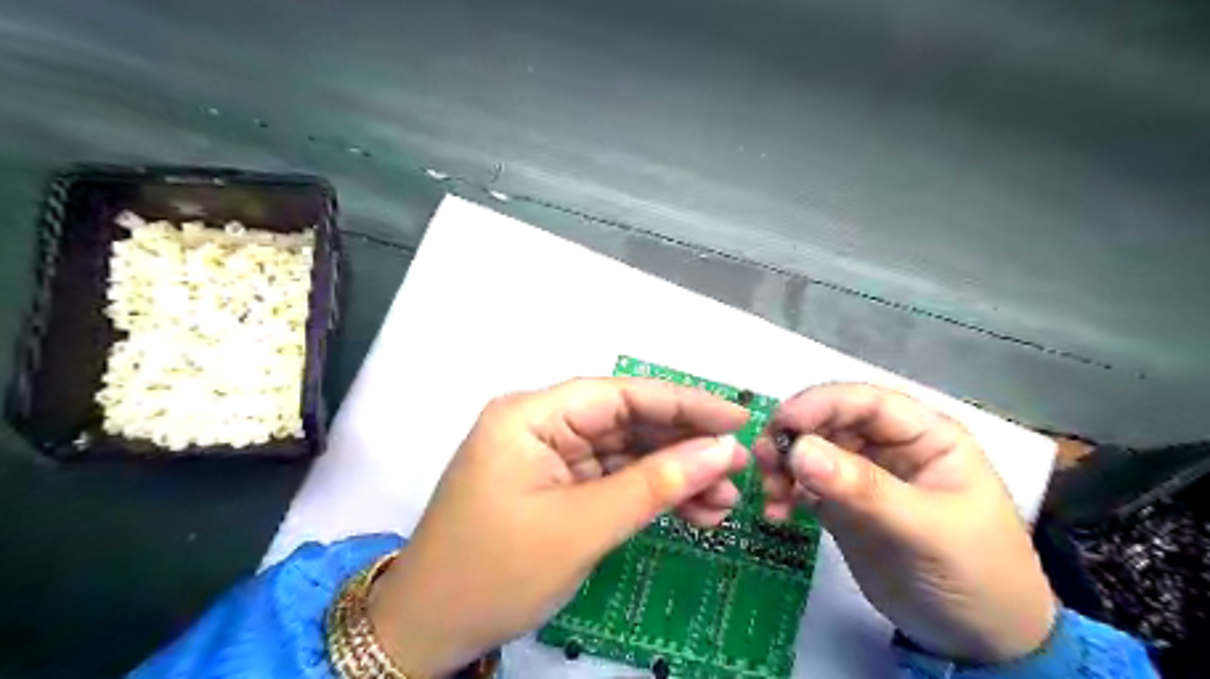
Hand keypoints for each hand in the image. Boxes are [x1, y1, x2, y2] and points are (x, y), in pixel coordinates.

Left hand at [369, 377, 753, 674]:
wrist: (429, 631)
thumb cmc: (495, 572)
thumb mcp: (582, 528)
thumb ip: (654, 485)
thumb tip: (722, 453)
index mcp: (531, 415)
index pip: (620, 394)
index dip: (683, 403)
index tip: (737, 419)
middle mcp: (541, 424)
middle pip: (626, 422)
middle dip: (683, 446)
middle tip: (738, 466)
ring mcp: (549, 456)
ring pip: (626, 453)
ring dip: (673, 475)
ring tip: (724, 501)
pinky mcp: (557, 485)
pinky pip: (613, 479)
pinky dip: (650, 494)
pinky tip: (692, 511)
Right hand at [752, 384, 1055, 664]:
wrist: (979, 643)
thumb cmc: (975, 575)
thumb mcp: (925, 529)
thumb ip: (863, 488)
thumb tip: (799, 450)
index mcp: (925, 435)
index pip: (866, 402)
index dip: (821, 404)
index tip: (781, 423)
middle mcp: (890, 446)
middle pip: (829, 422)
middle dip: (794, 437)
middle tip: (763, 461)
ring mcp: (863, 475)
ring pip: (811, 452)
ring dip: (783, 466)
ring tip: (769, 493)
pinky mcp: (843, 504)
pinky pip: (805, 485)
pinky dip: (785, 493)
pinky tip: (776, 513)